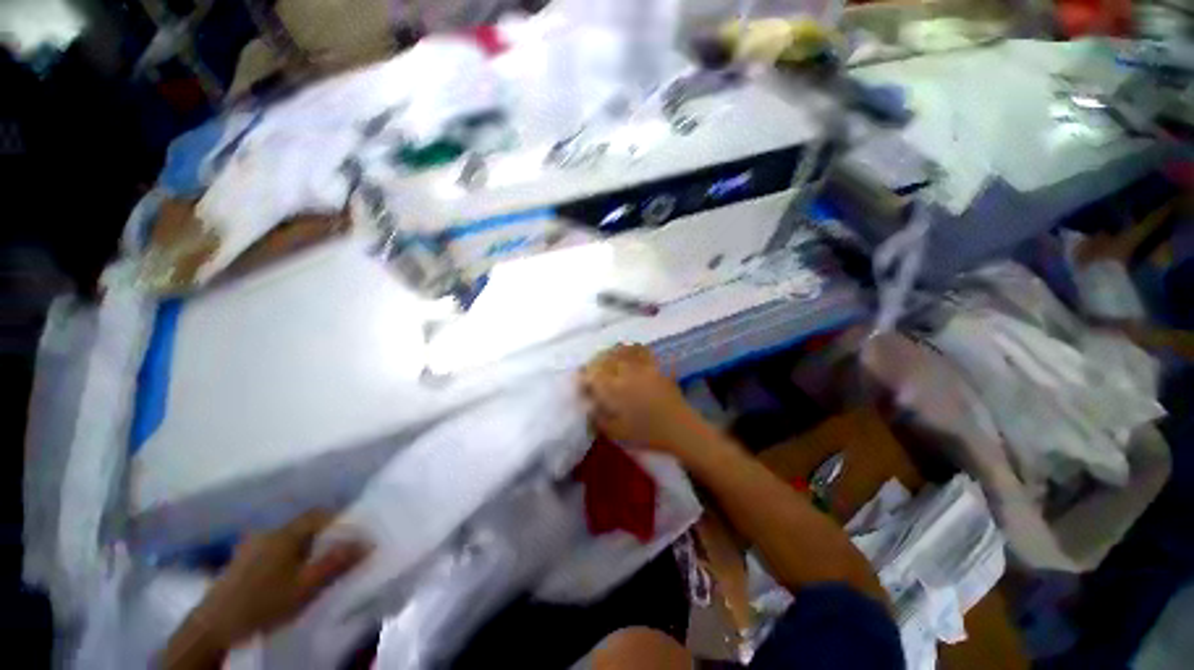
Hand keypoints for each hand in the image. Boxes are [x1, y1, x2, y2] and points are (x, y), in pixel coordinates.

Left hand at [184, 511, 369, 648]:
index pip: (319, 514)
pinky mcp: (239, 562)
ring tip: (312, 567)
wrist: (213, 628)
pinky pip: (272, 549)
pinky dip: (286, 557)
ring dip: (303, 548)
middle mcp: (267, 533)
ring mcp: (249, 546)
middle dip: (322, 536)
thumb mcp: (306, 587)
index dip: (339, 521)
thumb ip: (337, 562)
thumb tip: (368, 541)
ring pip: (287, 539)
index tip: (353, 535)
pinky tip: (285, 575)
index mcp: (285, 533)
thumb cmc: (264, 604)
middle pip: (303, 526)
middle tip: (335, 554)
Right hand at [580, 344, 706, 454]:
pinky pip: (640, 351)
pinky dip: (629, 349)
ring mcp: (643, 367)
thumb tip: (587, 405)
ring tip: (605, 360)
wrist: (681, 429)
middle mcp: (627, 372)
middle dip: (594, 363)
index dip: (583, 377)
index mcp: (616, 389)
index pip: (593, 375)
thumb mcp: (617, 432)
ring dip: (609, 354)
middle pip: (605, 359)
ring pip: (621, 351)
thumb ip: (598, 418)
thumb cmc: (648, 434)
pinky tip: (626, 352)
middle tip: (590, 372)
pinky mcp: (656, 366)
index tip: (579, 382)